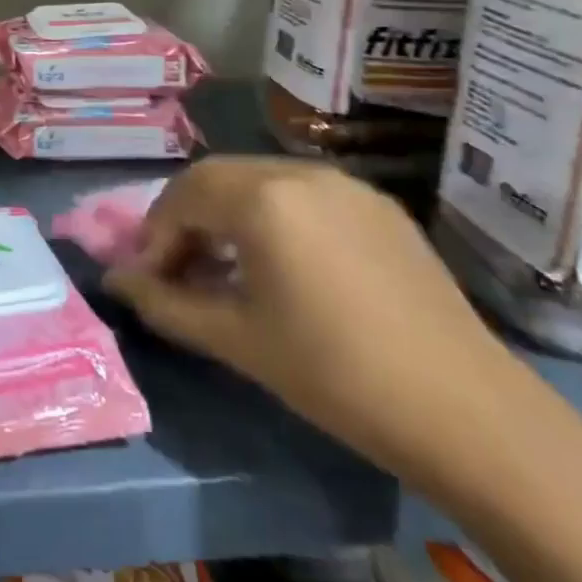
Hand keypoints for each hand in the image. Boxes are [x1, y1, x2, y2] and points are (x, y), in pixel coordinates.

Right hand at [102, 157, 524, 488]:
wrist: (466, 411)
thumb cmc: (335, 374)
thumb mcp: (237, 340)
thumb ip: (166, 304)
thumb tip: (115, 282)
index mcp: (263, 197)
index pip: (183, 195)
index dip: (155, 235)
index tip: (148, 279)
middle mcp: (300, 171)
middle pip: (218, 178)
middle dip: (187, 219)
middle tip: (178, 270)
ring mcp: (345, 183)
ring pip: (260, 181)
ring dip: (228, 215)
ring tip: (225, 268)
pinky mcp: (378, 205)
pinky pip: (303, 194)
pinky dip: (272, 216)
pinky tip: (281, 264)